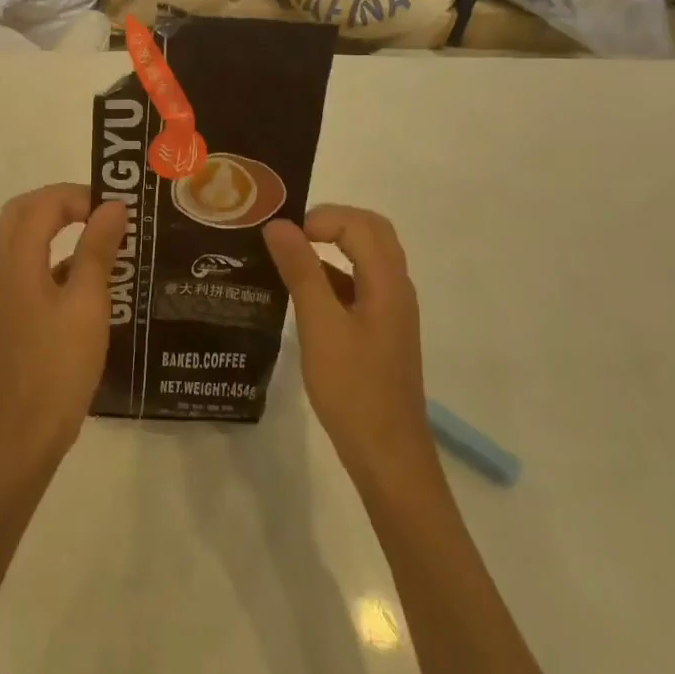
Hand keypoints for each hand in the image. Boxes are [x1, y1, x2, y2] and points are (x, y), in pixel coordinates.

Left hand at [0, 184, 126, 467]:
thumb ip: (97, 250)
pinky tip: (95, 276)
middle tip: (100, 210)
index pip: (41, 205)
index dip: (77, 196)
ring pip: (26, 238)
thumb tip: (112, 206)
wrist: (28, 428)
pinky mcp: (19, 311)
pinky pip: (35, 265)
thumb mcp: (88, 303)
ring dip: (59, 226)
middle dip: (61, 202)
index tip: (114, 209)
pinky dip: (60, 256)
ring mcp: (9, 291)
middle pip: (23, 212)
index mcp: (19, 262)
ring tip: (103, 234)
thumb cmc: (61, 363)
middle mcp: (7, 268)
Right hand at [263, 206, 436, 491]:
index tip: (283, 237)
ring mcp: (391, 310)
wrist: (387, 454)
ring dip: (332, 246)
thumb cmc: (353, 388)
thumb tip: (278, 225)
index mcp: (387, 282)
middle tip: (289, 234)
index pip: (358, 224)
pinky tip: (303, 293)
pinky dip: (333, 273)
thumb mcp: (320, 326)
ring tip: (289, 255)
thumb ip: (301, 271)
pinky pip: (360, 283)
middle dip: (330, 222)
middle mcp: (396, 288)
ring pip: (367, 257)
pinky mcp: (382, 329)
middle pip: (371, 232)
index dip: (320, 219)